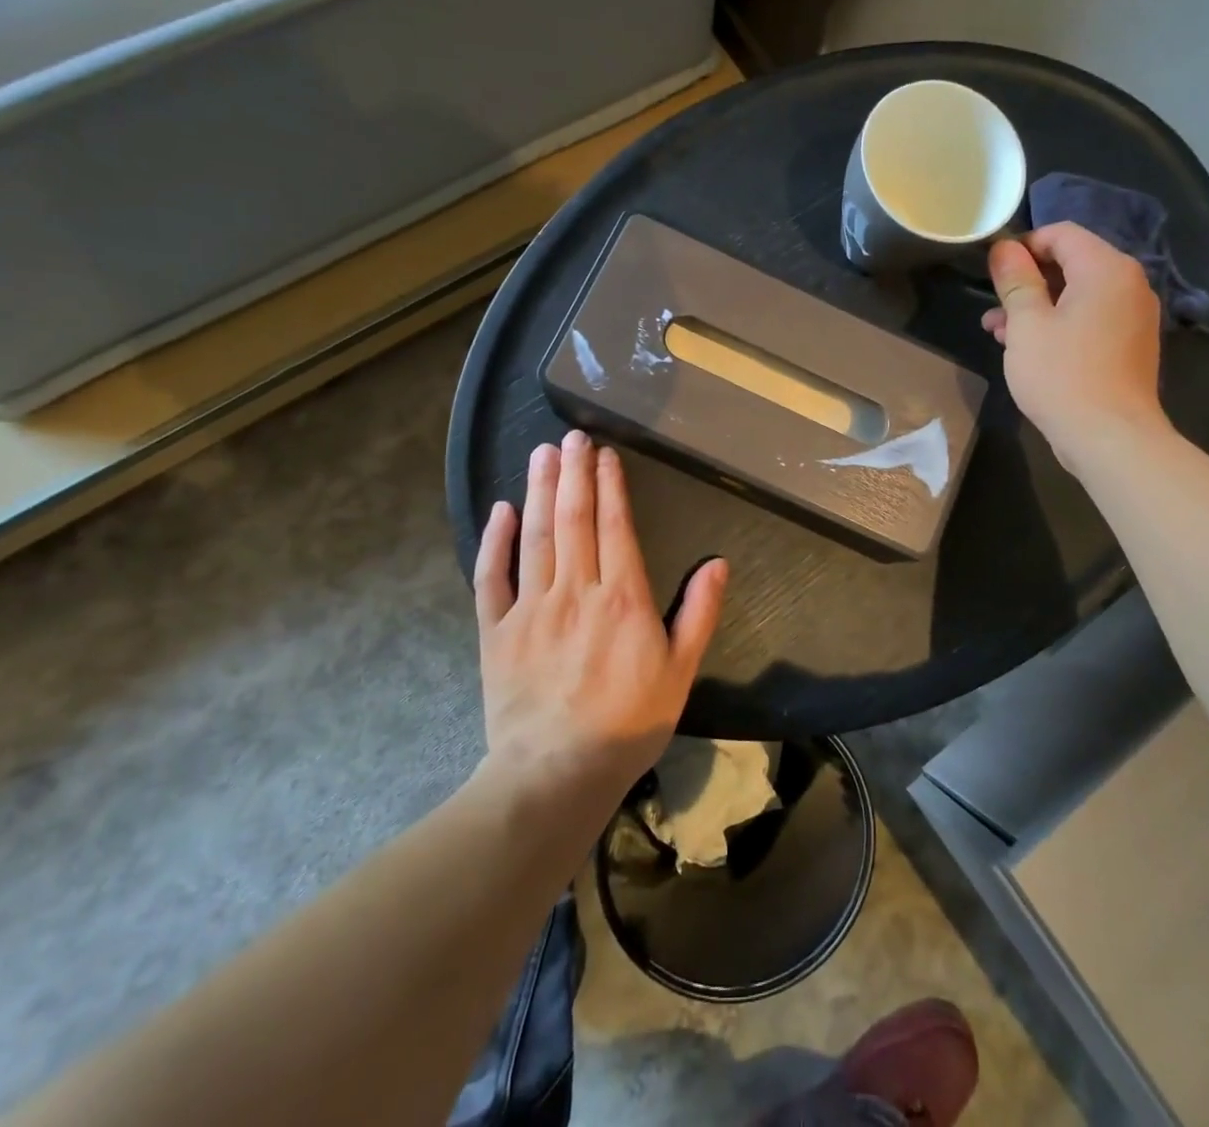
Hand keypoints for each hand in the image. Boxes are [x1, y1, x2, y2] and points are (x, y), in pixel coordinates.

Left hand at [473, 431, 728, 805]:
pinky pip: (491, 577)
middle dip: (573, 472)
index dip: (610, 485)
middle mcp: (574, 590)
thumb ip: (699, 613)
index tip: (604, 453)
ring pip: (534, 536)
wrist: (556, 773)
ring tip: (541, 453)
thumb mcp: (681, 672)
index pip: (615, 525)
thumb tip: (717, 562)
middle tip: (571, 435)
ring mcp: (530, 607)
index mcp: (621, 597)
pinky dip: (495, 541)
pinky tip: (500, 511)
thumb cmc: (628, 722)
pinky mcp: (495, 630)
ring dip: (538, 490)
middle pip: (573, 518)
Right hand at [982, 222, 1169, 465]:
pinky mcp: (1129, 345)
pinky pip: (1090, 319)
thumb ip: (1015, 280)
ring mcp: (1133, 316)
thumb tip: (1005, 248)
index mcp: (1106, 269)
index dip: (1023, 246)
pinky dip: (1059, 325)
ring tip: (998, 333)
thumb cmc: (1062, 374)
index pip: (1061, 233)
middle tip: (992, 308)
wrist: (1110, 437)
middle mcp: (1128, 284)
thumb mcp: (1026, 324)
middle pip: (1071, 264)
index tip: (993, 273)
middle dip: (1027, 282)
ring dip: (1037, 307)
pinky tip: (1027, 349)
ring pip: (1077, 295)